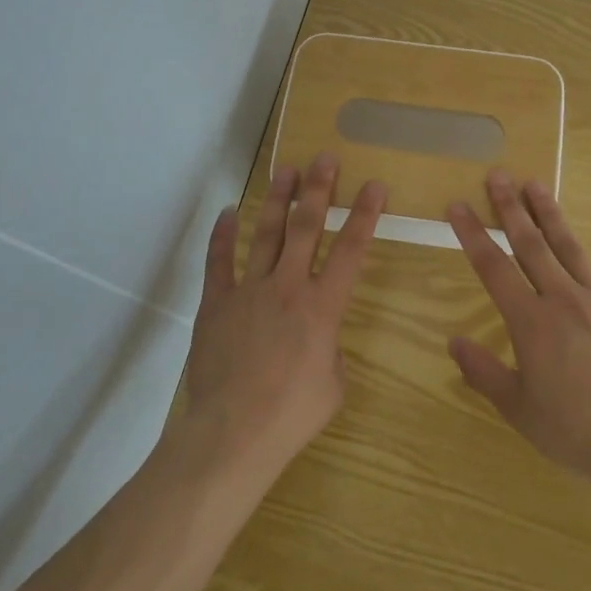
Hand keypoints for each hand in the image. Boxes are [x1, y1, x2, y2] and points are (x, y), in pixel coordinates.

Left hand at [172, 154, 386, 491]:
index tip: (374, 185)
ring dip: (277, 200)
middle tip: (324, 158)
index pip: (351, 251)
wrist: (233, 432)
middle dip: (318, 190)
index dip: (365, 215)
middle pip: (306, 228)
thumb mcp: (333, 384)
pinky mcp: (216, 304)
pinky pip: (219, 262)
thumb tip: (319, 338)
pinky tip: (228, 212)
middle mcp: (288, 287)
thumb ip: (331, 350)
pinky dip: (222, 236)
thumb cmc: (293, 414)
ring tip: (285, 170)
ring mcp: (248, 291)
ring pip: (265, 234)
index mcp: (323, 307)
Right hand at [447, 171, 590, 512]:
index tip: (458, 205)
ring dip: (552, 216)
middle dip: (511, 208)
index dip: (472, 234)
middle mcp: (565, 300)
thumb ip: (484, 372)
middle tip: (498, 175)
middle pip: (532, 245)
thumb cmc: (575, 432)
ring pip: (572, 249)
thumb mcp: (518, 409)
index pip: (493, 268)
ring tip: (537, 185)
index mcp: (531, 322)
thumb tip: (453, 342)